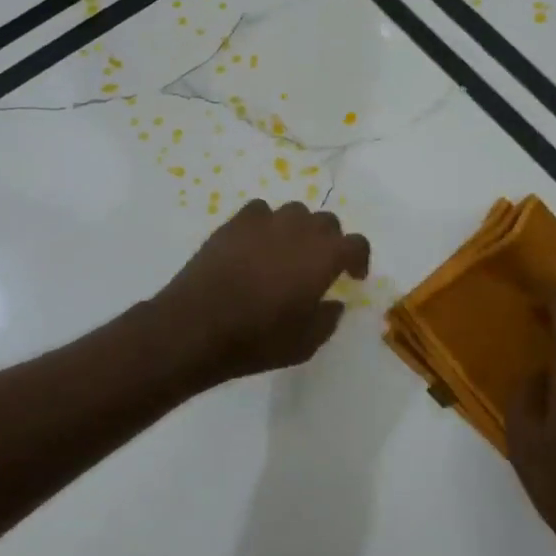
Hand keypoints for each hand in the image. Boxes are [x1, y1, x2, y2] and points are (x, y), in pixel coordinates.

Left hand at [154, 200, 370, 385]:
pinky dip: (265, 224)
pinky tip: (257, 245)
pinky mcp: (234, 223)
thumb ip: (327, 318)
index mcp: (323, 257)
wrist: (197, 327)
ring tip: (287, 253)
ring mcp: (264, 222)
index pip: (356, 243)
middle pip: (326, 222)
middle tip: (320, 266)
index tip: (352, 276)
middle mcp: (299, 230)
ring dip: (299, 229)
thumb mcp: (305, 344)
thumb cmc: (257, 339)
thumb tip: (333, 303)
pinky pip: (260, 212)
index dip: (359, 258)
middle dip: (330, 241)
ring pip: (294, 212)